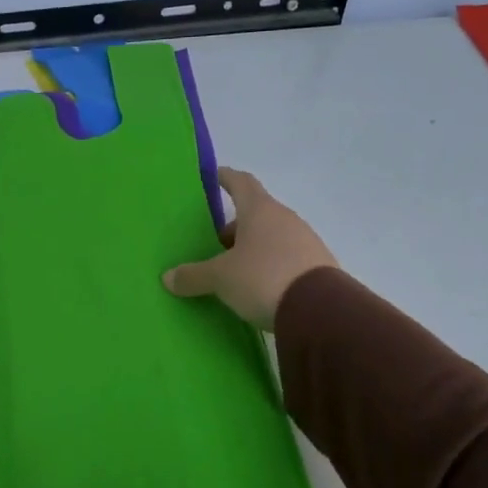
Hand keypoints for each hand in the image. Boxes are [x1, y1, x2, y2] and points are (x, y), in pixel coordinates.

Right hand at [162, 168, 337, 328]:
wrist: (319, 310)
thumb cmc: (263, 278)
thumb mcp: (221, 278)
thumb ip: (193, 275)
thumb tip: (168, 277)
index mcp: (260, 210)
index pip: (241, 183)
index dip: (226, 178)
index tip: (213, 176)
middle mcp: (285, 219)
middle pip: (256, 214)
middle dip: (234, 226)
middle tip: (214, 244)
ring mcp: (306, 241)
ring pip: (272, 237)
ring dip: (253, 248)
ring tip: (233, 270)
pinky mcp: (317, 267)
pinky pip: (286, 258)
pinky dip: (270, 266)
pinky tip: (258, 287)